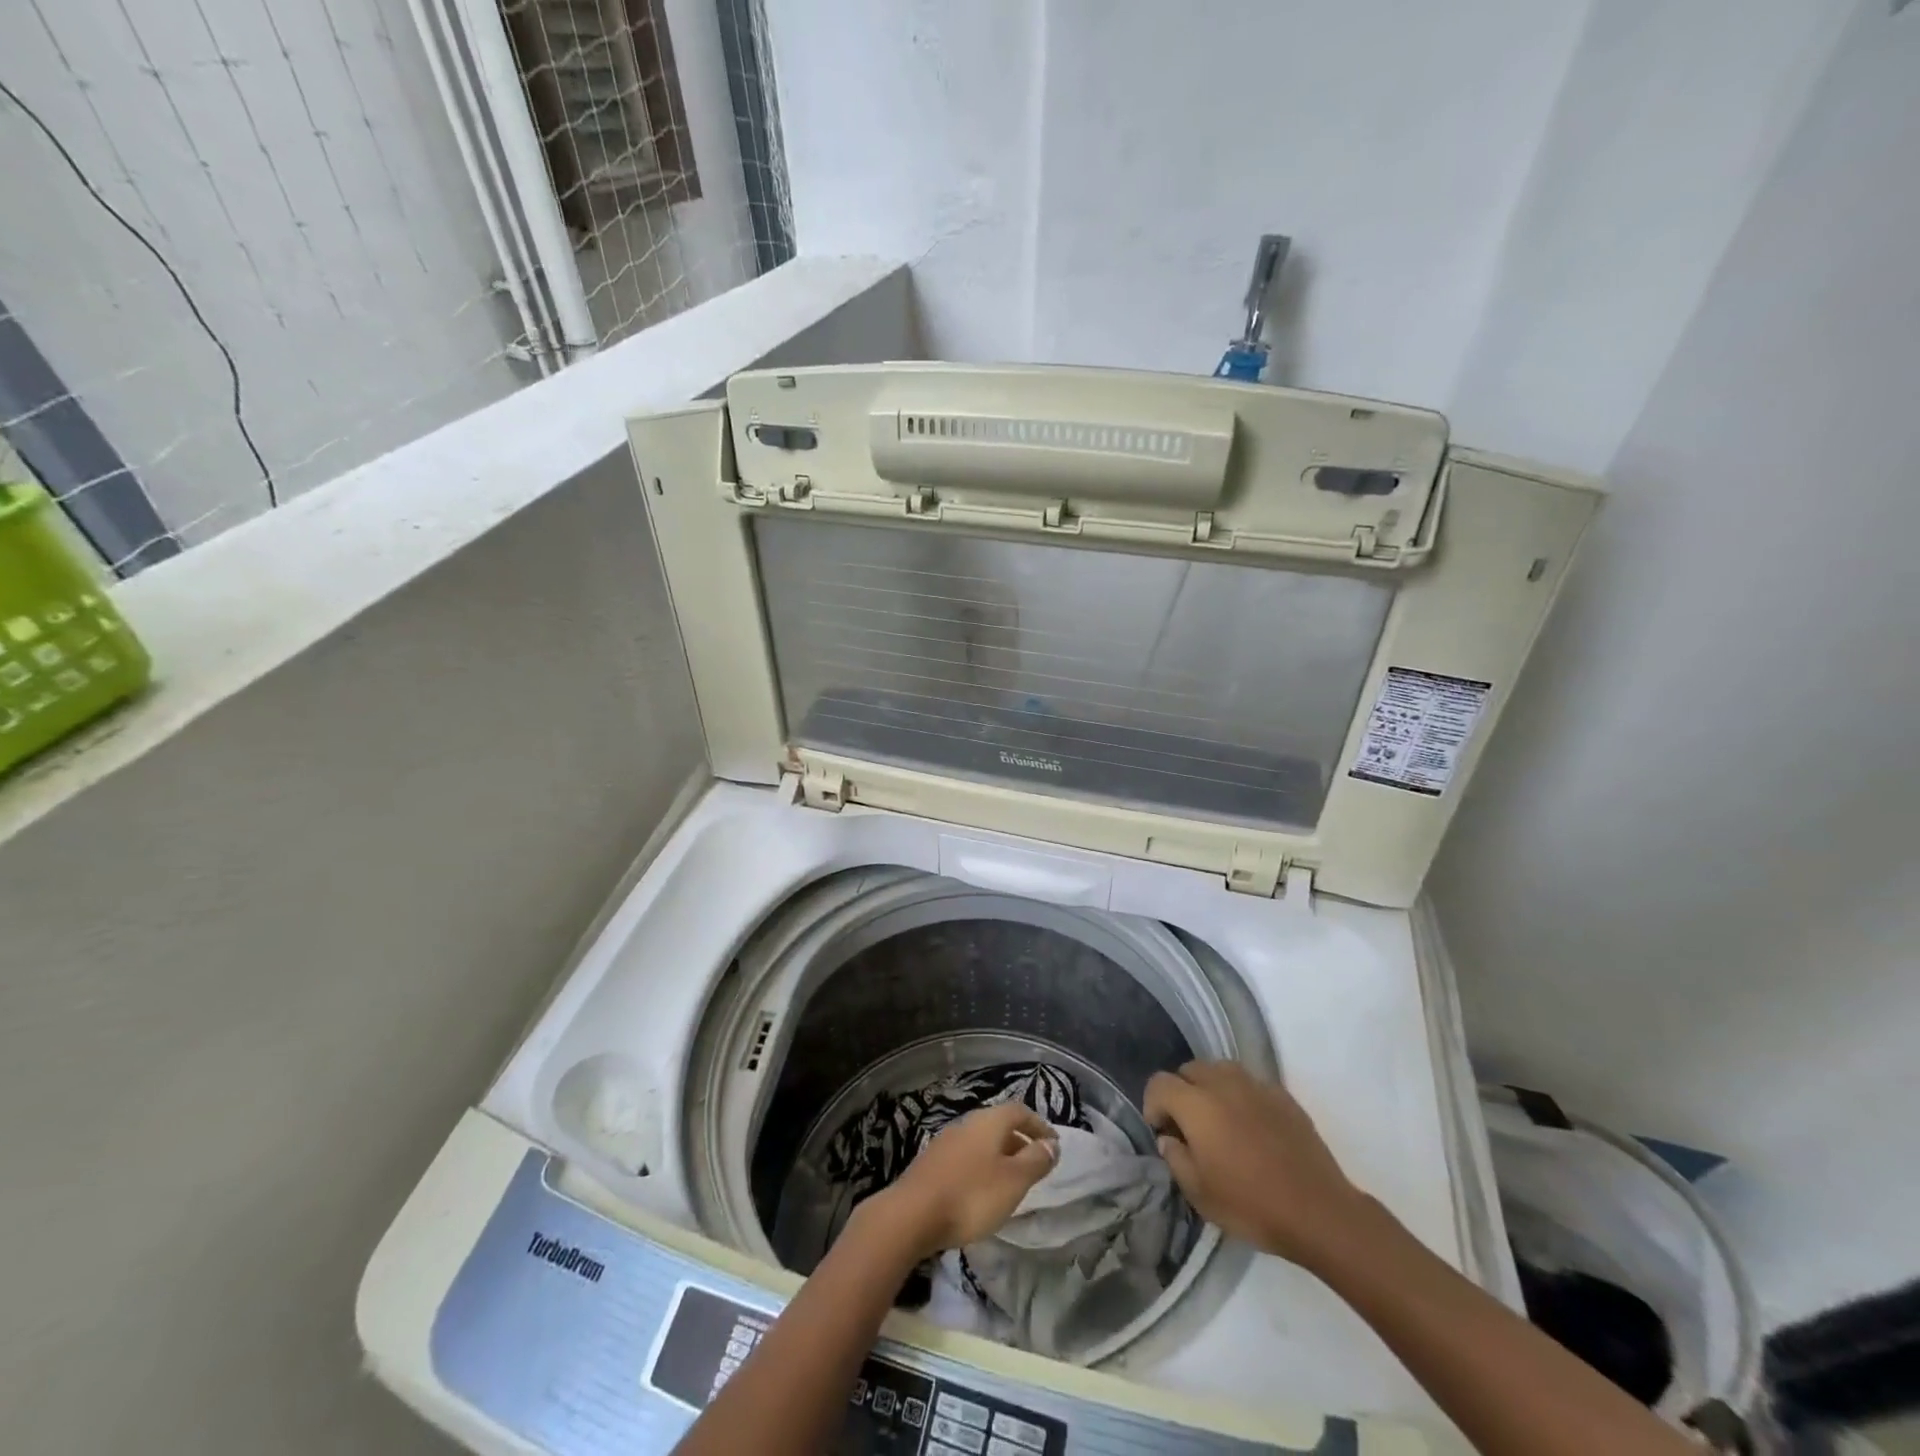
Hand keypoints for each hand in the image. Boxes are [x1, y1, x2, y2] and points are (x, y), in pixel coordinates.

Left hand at [865, 1103, 1059, 1257]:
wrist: (911, 1214)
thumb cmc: (971, 1195)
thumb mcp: (1013, 1181)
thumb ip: (1035, 1160)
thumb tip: (1052, 1143)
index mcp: (988, 1121)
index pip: (1020, 1111)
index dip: (1039, 1125)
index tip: (1054, 1145)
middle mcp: (967, 1123)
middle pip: (1000, 1125)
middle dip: (1020, 1141)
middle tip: (1036, 1165)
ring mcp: (946, 1142)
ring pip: (982, 1142)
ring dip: (1000, 1156)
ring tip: (1011, 1182)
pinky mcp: (932, 1163)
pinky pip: (966, 1157)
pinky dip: (982, 1167)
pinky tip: (982, 1192)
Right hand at [1145, 1060, 1367, 1268]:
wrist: (1319, 1212)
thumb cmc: (1251, 1205)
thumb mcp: (1199, 1194)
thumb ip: (1176, 1159)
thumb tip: (1169, 1139)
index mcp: (1196, 1104)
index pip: (1159, 1083)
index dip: (1153, 1104)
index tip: (1162, 1131)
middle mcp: (1223, 1083)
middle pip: (1189, 1069)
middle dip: (1181, 1092)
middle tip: (1189, 1127)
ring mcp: (1256, 1086)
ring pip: (1220, 1070)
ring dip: (1211, 1088)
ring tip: (1220, 1121)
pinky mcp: (1283, 1095)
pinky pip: (1250, 1083)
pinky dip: (1241, 1096)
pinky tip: (1252, 1127)